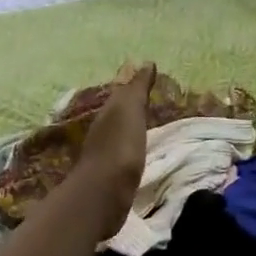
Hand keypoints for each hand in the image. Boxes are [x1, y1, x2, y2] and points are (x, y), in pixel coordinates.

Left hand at [71, 61, 154, 239]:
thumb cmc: (120, 145)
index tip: (150, 83)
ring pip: (120, 136)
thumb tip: (146, 62)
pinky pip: (124, 156)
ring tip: (149, 129)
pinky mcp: (111, 178)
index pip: (121, 95)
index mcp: (108, 113)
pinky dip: (132, 150)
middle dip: (132, 109)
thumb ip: (137, 88)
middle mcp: (102, 131)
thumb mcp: (130, 109)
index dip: (134, 88)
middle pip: (118, 115)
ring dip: (131, 130)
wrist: (104, 192)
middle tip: (153, 104)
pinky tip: (140, 154)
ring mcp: (105, 156)